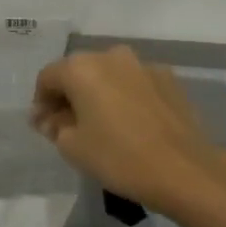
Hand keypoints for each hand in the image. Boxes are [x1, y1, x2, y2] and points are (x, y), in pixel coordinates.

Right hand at [32, 47, 225, 212]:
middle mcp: (110, 56)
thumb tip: (52, 119)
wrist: (185, 170)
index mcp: (81, 68)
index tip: (42, 127)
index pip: (48, 78)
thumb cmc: (119, 157)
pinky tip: (130, 123)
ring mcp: (143, 65)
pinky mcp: (169, 79)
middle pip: (78, 71)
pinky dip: (125, 97)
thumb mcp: (72, 147)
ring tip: (100, 123)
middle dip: (69, 95)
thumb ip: (55, 126)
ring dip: (98, 93)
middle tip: (67, 125)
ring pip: (108, 75)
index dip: (40, 102)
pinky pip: (134, 83)